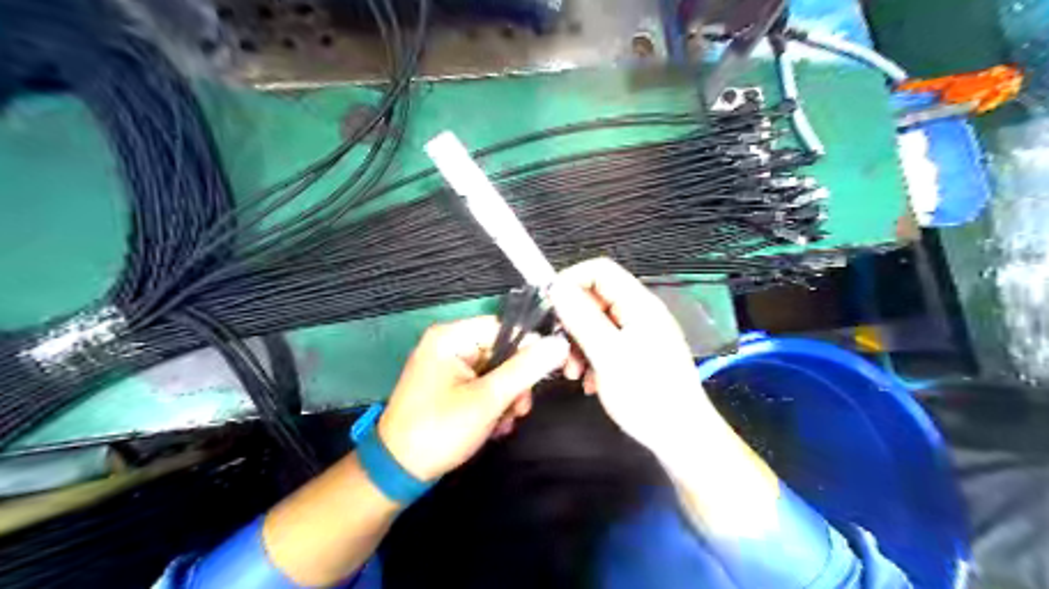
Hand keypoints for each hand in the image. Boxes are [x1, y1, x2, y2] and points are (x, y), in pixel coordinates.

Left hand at [376, 319, 570, 482]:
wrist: (397, 471)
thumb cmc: (440, 430)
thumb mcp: (488, 399)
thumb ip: (525, 369)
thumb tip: (559, 343)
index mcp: (451, 337)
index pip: (505, 328)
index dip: (530, 350)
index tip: (547, 376)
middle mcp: (448, 344)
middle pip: (501, 352)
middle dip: (515, 384)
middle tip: (518, 411)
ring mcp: (447, 366)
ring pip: (496, 372)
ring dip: (506, 399)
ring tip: (503, 424)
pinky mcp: (448, 386)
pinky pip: (482, 385)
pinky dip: (492, 405)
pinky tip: (493, 427)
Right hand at [549, 259, 722, 456]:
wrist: (682, 438)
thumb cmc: (647, 395)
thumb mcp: (608, 355)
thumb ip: (582, 318)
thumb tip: (557, 287)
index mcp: (639, 304)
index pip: (600, 270)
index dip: (571, 280)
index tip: (549, 306)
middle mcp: (641, 313)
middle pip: (596, 299)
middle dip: (572, 321)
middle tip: (560, 350)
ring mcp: (641, 334)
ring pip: (597, 324)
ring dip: (579, 344)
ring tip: (574, 373)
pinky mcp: (638, 354)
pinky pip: (606, 344)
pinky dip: (592, 358)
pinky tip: (590, 383)